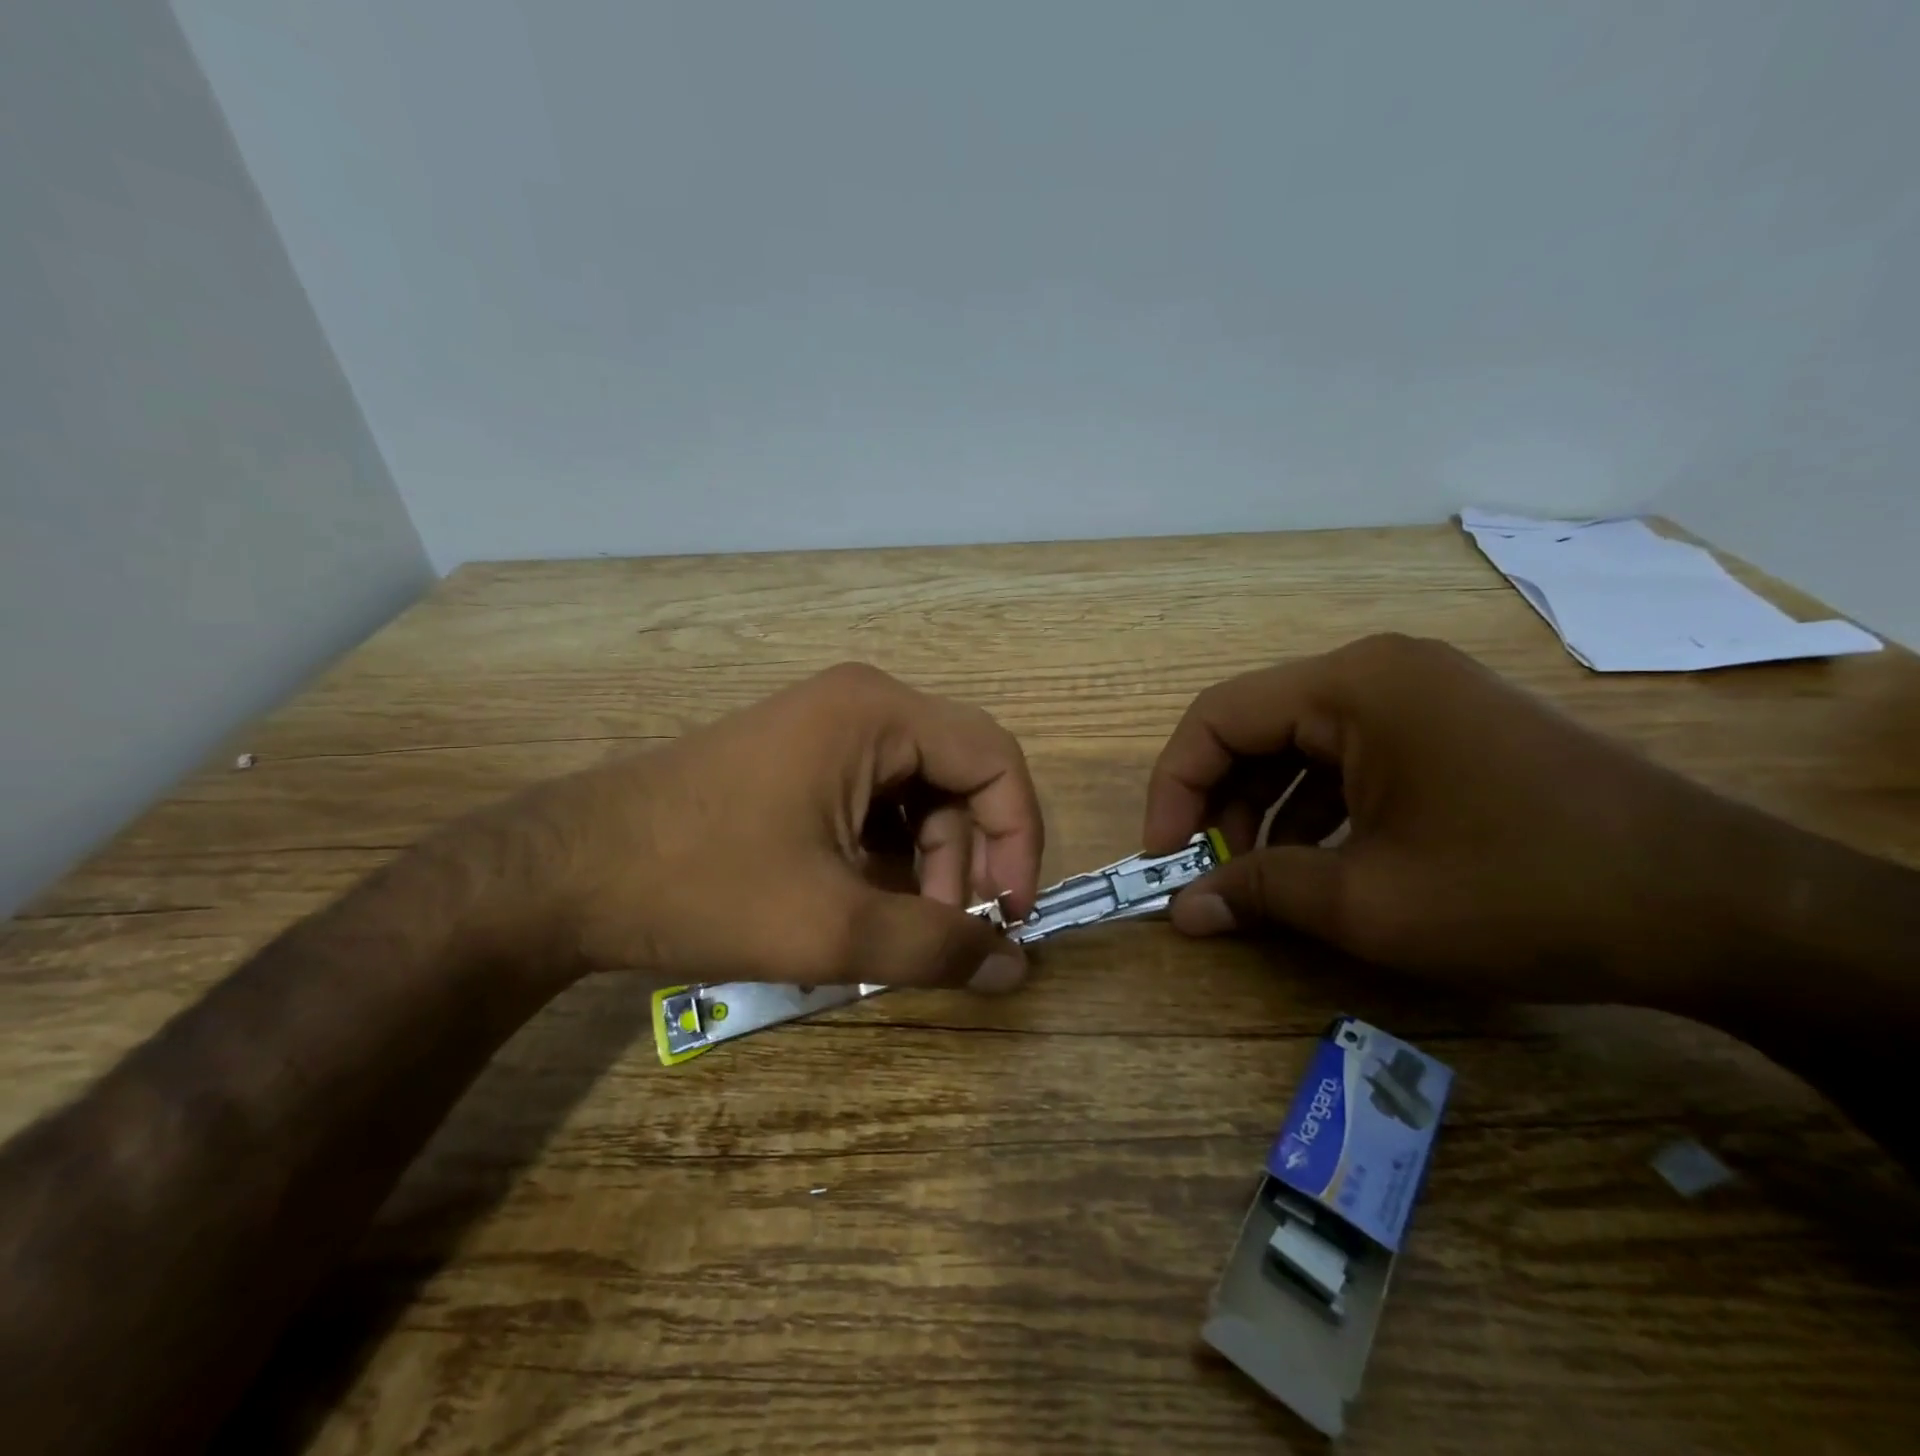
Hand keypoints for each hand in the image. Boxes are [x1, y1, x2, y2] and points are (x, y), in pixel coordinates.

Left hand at [489, 663, 1042, 992]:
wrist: (565, 871)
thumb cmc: (702, 884)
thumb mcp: (831, 929)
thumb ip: (937, 949)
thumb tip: (1017, 969)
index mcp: (878, 714)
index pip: (996, 760)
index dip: (1019, 837)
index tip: (1009, 915)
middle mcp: (861, 704)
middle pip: (958, 777)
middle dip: (965, 860)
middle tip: (941, 932)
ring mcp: (825, 727)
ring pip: (919, 794)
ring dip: (925, 864)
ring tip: (891, 927)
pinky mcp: (799, 758)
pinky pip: (876, 800)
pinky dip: (886, 854)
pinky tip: (857, 901)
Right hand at [1142, 634, 1765, 1004]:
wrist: (1719, 907)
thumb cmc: (1522, 892)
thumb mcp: (1368, 901)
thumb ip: (1258, 894)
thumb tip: (1181, 911)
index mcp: (1352, 686)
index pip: (1216, 717)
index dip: (1173, 787)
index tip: (1163, 858)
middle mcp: (1379, 671)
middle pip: (1256, 727)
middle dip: (1218, 803)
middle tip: (1207, 875)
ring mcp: (1420, 696)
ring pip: (1300, 744)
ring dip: (1263, 809)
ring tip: (1257, 878)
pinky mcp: (1448, 728)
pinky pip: (1349, 757)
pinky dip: (1314, 807)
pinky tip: (1315, 861)